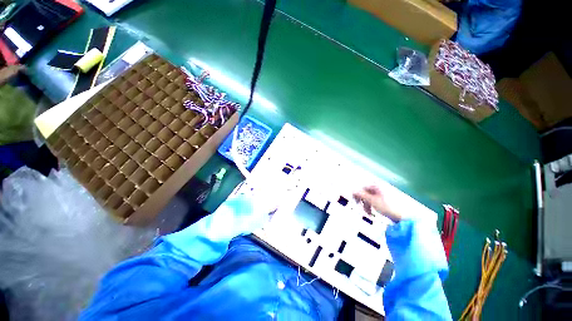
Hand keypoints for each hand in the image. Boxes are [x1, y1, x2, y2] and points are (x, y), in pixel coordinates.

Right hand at [353, 186, 401, 222]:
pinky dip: (373, 206)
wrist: (403, 216)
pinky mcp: (387, 200)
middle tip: (362, 209)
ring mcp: (384, 194)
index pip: (363, 188)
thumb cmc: (387, 206)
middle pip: (367, 193)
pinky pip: (376, 201)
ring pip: (371, 198)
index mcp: (377, 186)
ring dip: (367, 205)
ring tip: (369, 213)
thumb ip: (361, 194)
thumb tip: (352, 190)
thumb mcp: (372, 200)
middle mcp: (380, 188)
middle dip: (363, 201)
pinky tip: (373, 212)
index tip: (355, 202)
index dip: (357, 194)